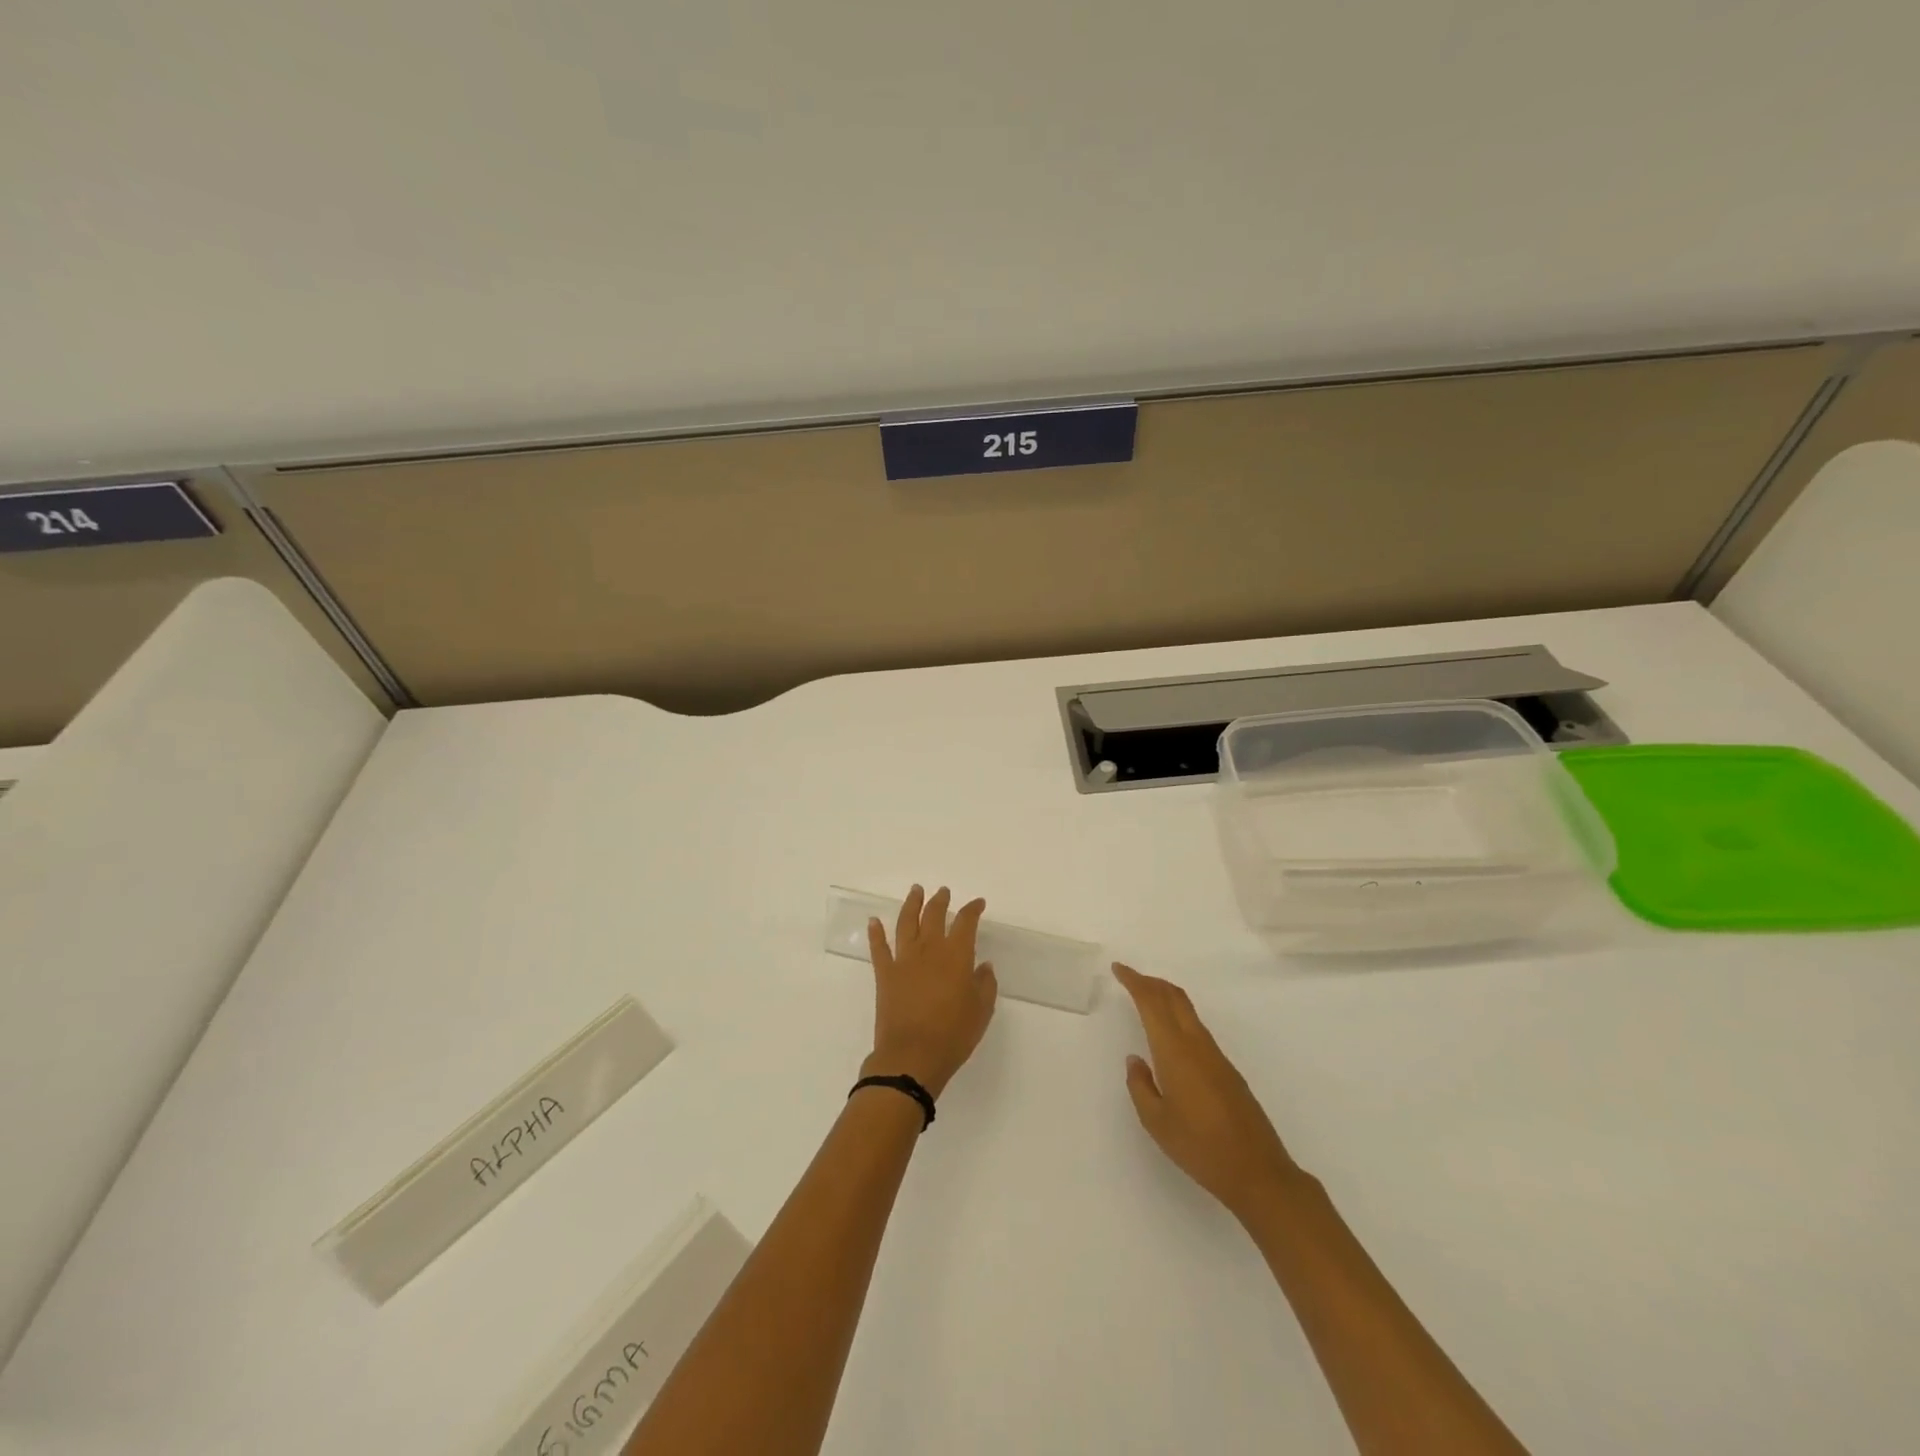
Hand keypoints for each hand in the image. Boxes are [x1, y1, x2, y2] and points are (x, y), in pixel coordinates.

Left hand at [862, 885, 998, 1098]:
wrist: (911, 1057)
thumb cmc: (953, 1035)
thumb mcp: (981, 1011)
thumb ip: (985, 984)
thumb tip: (983, 966)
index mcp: (956, 955)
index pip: (966, 922)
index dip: (972, 910)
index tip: (978, 904)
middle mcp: (929, 949)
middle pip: (934, 915)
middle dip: (940, 901)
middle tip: (943, 892)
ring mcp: (904, 960)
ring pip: (906, 923)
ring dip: (911, 904)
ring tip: (916, 891)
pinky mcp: (885, 974)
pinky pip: (879, 948)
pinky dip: (875, 932)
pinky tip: (874, 921)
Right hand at [1113, 963, 1306, 1221]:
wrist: (1258, 1172)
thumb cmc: (1200, 1148)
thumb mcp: (1156, 1122)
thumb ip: (1141, 1086)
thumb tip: (1136, 1060)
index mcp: (1175, 1052)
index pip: (1152, 1003)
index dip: (1134, 981)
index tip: (1119, 969)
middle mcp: (1197, 1045)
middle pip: (1174, 998)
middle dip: (1151, 982)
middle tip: (1130, 978)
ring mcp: (1216, 1056)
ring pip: (1188, 1011)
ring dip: (1166, 998)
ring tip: (1147, 1000)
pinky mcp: (1228, 1070)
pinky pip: (1197, 1029)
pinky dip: (1179, 1017)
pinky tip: (1172, 1036)